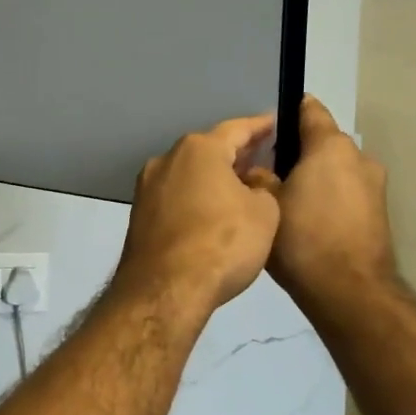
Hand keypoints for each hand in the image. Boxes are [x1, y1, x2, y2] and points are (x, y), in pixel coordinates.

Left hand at [114, 115, 280, 317]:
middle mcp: (166, 160)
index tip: (277, 124)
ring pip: (189, 176)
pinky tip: (212, 216)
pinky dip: (196, 201)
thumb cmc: (222, 244)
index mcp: (199, 150)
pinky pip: (176, 200)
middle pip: (208, 151)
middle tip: (263, 160)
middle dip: (236, 155)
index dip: (261, 127)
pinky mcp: (139, 218)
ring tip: (241, 191)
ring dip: (213, 180)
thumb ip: (264, 188)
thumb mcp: (264, 213)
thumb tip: (252, 184)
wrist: (164, 290)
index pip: (237, 129)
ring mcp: (147, 190)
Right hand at [246, 97, 395, 321]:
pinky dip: (328, 200)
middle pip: (323, 145)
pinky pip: (346, 195)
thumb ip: (258, 178)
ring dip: (314, 178)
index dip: (289, 111)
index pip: (310, 111)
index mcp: (330, 147)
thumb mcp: (265, 205)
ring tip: (286, 200)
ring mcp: (374, 186)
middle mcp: (358, 158)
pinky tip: (307, 221)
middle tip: (267, 171)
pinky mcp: (378, 213)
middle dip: (298, 153)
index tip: (268, 123)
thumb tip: (257, 169)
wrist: (348, 290)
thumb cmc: (302, 239)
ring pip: (336, 171)